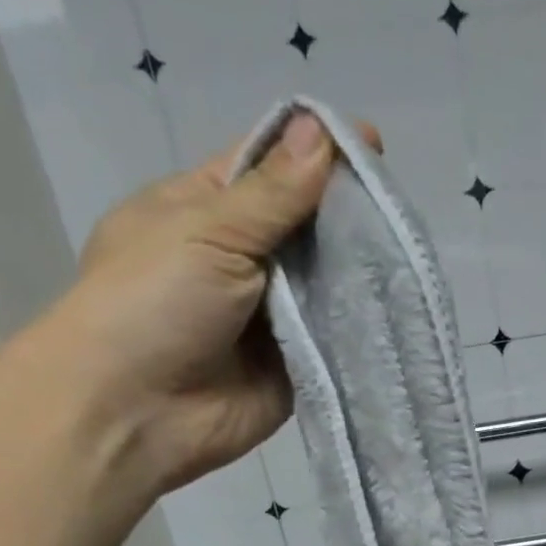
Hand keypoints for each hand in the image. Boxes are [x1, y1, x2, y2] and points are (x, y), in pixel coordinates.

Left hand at [44, 110, 381, 493]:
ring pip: (327, 284)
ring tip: (409, 254)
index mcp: (206, 209)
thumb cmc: (151, 303)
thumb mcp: (207, 230)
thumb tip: (323, 132)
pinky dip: (361, 327)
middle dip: (347, 217)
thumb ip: (273, 193)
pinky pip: (335, 340)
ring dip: (360, 272)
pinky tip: (399, 308)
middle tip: (399, 210)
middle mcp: (242, 260)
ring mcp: (272, 318)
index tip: (372, 145)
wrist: (135, 412)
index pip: (268, 167)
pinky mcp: (296, 367)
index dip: (316, 152)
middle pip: (306, 227)